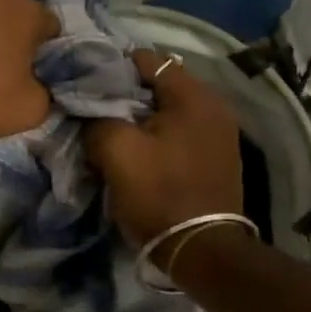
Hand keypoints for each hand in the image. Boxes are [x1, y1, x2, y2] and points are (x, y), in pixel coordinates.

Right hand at [87, 50, 242, 250]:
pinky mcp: (219, 156)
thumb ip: (98, 119)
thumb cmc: (160, 193)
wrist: (204, 252)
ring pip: (170, 110)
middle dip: (128, 95)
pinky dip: (161, 135)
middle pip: (160, 84)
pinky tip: (142, 152)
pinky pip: (182, 131)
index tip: (89, 85)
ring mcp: (221, 132)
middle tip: (98, 110)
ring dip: (143, 118)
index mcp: (193, 95)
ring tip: (116, 132)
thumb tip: (91, 113)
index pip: (146, 59)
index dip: (113, 68)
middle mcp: (214, 105)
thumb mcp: (117, 150)